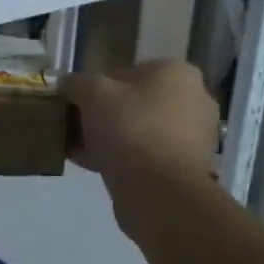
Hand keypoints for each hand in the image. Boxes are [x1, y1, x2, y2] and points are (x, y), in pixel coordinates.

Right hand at [61, 60, 217, 182]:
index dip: (97, 87)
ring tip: (79, 150)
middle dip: (105, 115)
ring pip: (141, 131)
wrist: (159, 191)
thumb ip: (77, 82)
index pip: (127, 72)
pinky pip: (148, 156)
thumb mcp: (92, 93)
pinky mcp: (188, 169)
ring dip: (111, 139)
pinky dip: (124, 159)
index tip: (76, 104)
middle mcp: (195, 100)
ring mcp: (195, 137)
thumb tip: (68, 83)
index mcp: (178, 72)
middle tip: (77, 127)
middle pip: (135, 103)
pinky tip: (92, 166)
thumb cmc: (129, 127)